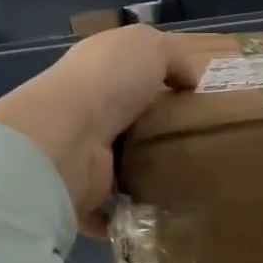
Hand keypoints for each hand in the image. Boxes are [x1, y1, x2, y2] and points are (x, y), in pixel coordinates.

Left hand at [0, 26, 202, 235]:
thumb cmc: (109, 82)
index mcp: (94, 71)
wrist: (68, 137)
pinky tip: (158, 215)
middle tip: (195, 144)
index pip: (123, 74)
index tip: (188, 100)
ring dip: (141, 175)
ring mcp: (79, 155)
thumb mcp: (150, 46)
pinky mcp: (80, 194)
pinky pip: (107, 210)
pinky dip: (125, 215)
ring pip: (116, 165)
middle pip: (123, 121)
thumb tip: (188, 80)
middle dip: (151, 132)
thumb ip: (173, 57)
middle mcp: (81, 111)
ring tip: (185, 181)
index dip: (152, 81)